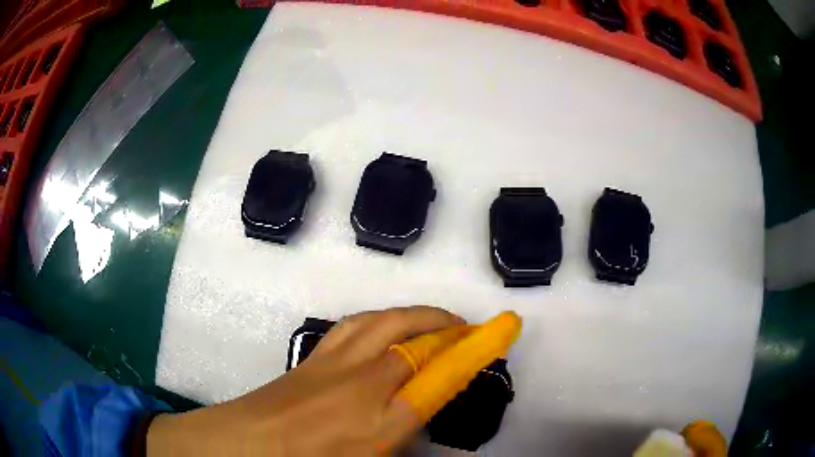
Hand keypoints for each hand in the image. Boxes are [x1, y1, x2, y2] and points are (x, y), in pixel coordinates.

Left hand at [147, 306, 464, 455]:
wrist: (242, 446)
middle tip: (469, 328)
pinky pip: (354, 326)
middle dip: (447, 327)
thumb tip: (423, 415)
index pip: (441, 378)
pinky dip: (381, 319)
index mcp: (380, 419)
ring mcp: (332, 364)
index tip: (504, 328)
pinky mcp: (312, 358)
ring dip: (415, 315)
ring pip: (382, 322)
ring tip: (435, 320)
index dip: (476, 352)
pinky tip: (386, 326)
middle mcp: (361, 383)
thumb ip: (402, 442)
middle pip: (412, 338)